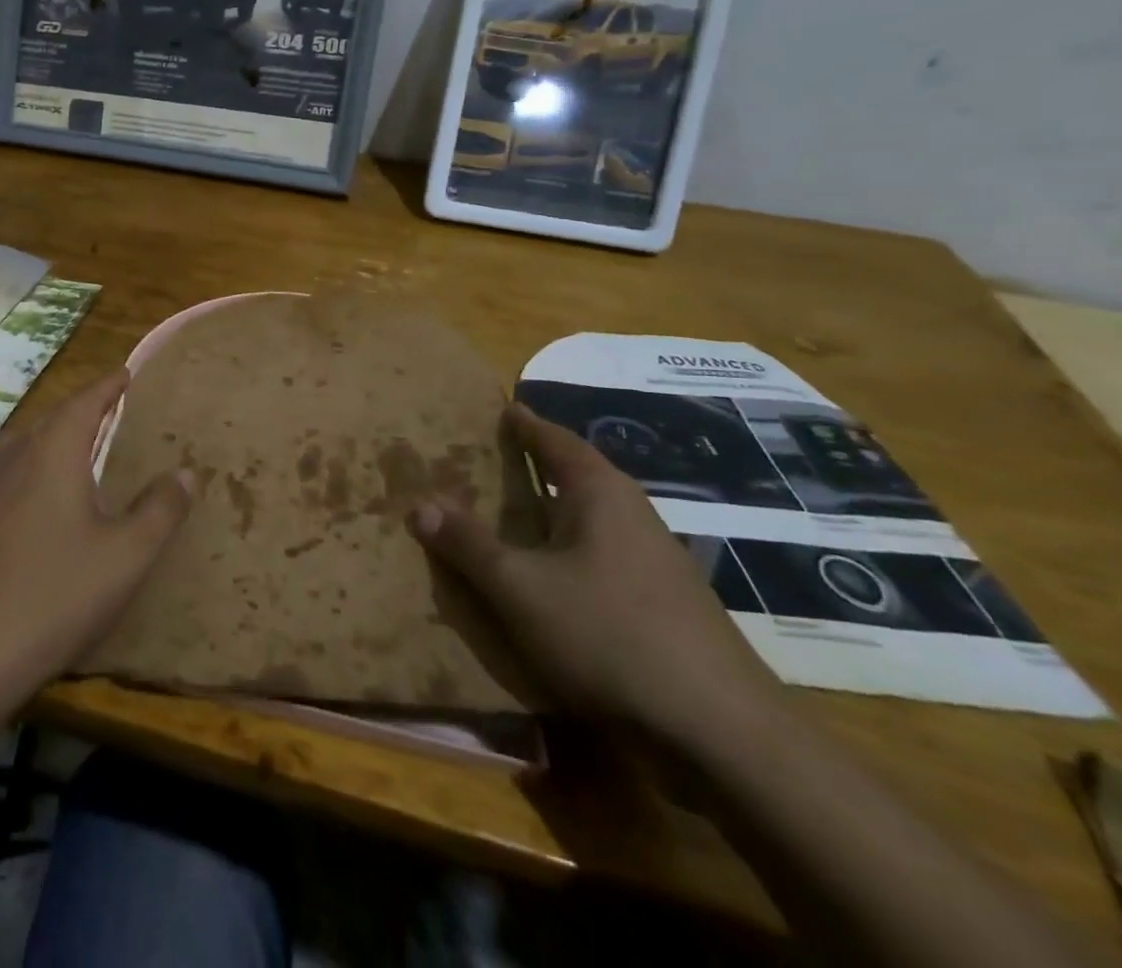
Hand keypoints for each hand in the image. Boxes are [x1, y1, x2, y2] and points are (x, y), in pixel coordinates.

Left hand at [0, 369, 191, 756]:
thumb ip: (160, 509)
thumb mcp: (125, 556)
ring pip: (26, 442)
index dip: (108, 385)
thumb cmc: (55, 597)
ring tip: (84, 445)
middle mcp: (14, 456)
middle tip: (115, 410)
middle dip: (84, 409)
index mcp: (52, 452)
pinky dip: (36, 464)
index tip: (127, 373)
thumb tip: (186, 472)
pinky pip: (10, 469)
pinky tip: (44, 493)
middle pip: (53, 417)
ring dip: (56, 436)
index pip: (84, 400)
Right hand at [409, 403, 782, 748]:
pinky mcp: (665, 607)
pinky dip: (568, 555)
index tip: (503, 408)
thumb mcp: (519, 588)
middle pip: (576, 476)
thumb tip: (419, 503)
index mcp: (601, 493)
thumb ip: (468, 545)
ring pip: (590, 522)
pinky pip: (602, 560)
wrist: (722, 736)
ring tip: (510, 517)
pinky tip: (550, 581)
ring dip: (551, 516)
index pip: (555, 440)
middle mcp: (633, 516)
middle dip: (535, 467)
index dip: (524, 424)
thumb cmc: (608, 635)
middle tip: (491, 460)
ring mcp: (656, 563)